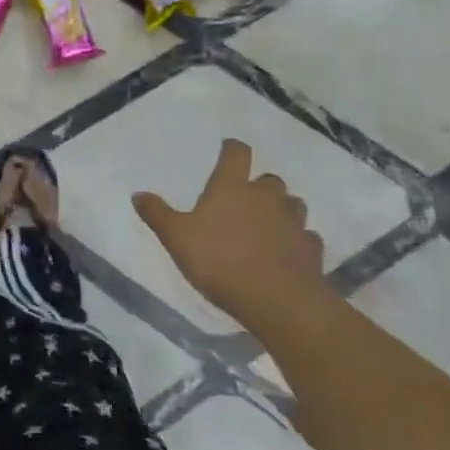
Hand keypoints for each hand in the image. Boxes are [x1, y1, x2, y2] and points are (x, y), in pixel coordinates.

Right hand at [132, 140, 325, 323]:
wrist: (277, 300)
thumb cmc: (220, 260)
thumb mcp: (176, 237)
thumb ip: (157, 214)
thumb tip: (138, 194)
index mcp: (232, 187)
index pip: (236, 153)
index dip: (232, 149)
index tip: (228, 149)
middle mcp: (266, 197)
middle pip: (269, 179)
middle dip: (258, 186)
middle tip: (244, 200)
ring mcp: (293, 222)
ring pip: (293, 205)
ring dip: (282, 210)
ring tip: (268, 225)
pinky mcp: (311, 250)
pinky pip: (306, 237)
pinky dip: (297, 240)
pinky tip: (287, 252)